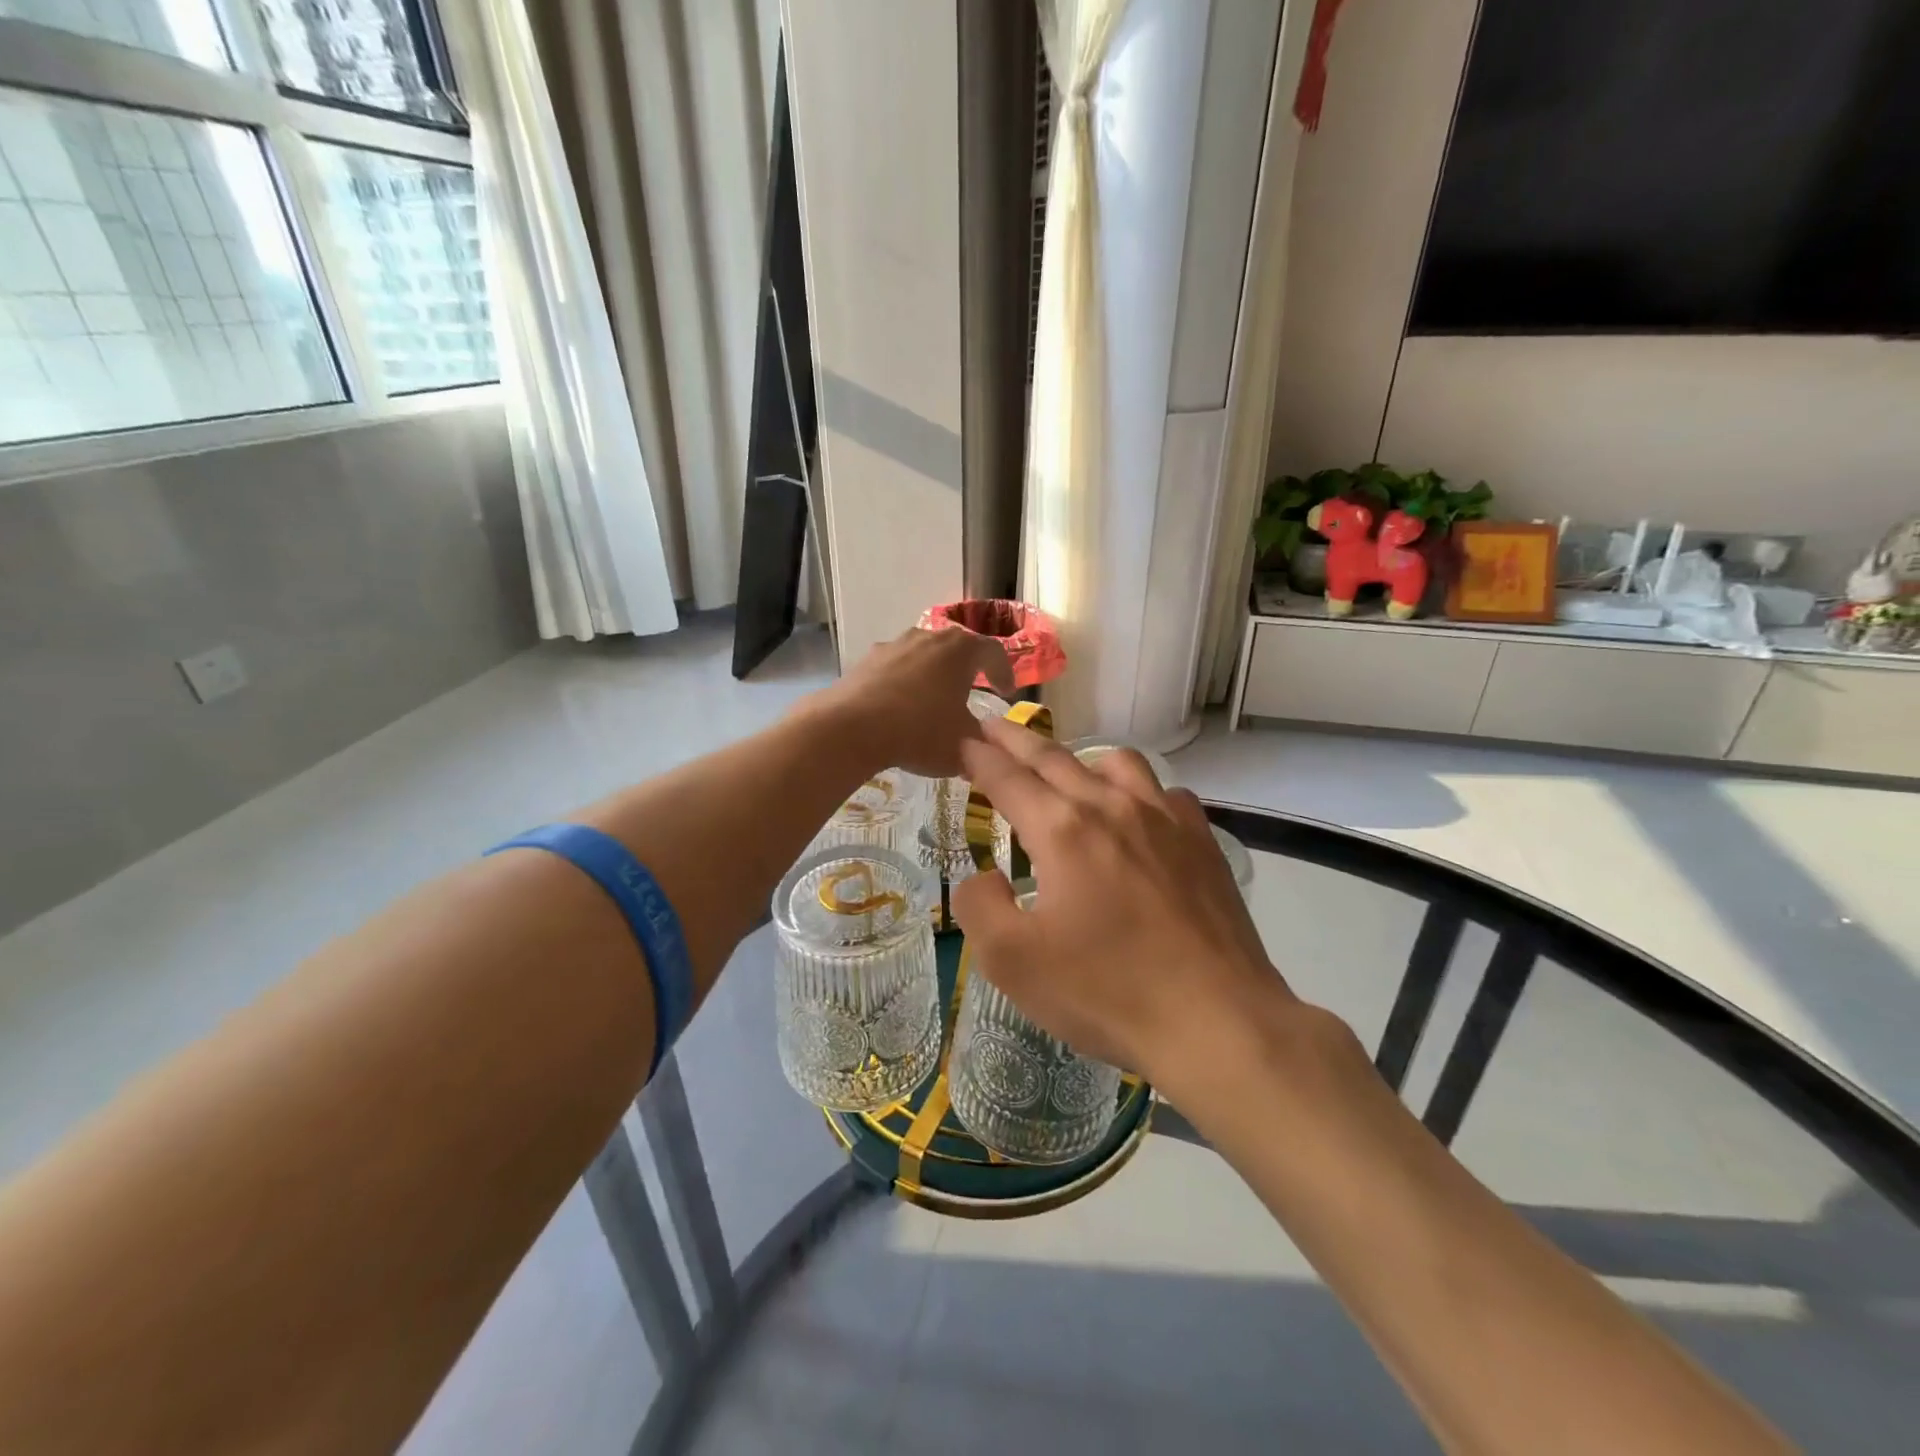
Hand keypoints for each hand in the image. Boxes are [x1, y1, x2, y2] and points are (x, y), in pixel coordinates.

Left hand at [814, 628, 1013, 777]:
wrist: (851, 728)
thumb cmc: (919, 731)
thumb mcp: (963, 744)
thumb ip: (981, 741)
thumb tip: (985, 744)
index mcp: (961, 650)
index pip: (994, 652)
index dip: (1004, 672)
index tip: (1006, 693)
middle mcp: (929, 637)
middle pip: (957, 647)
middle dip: (967, 668)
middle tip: (973, 689)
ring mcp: (894, 645)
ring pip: (924, 655)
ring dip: (933, 673)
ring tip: (933, 700)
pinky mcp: (866, 660)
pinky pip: (896, 668)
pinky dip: (904, 683)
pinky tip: (899, 708)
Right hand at [950, 717, 1288, 1084]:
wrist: (1216, 1020)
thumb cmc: (1106, 992)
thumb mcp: (1012, 962)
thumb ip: (980, 907)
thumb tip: (985, 876)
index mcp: (1062, 830)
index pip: (1008, 778)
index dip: (979, 757)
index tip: (962, 740)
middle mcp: (1111, 807)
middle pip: (1054, 757)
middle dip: (1016, 739)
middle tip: (992, 725)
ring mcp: (1164, 819)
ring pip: (1116, 762)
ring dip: (1080, 758)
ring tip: (1066, 771)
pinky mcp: (1201, 842)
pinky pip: (1163, 793)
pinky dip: (1138, 791)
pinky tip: (1136, 814)